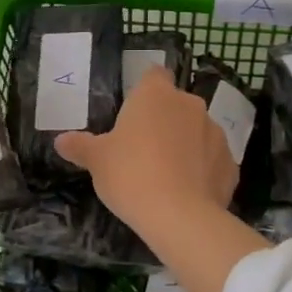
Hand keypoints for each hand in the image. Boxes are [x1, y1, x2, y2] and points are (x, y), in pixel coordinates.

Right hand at [55, 69, 238, 238]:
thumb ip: (81, 146)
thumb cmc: (130, 175)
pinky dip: (203, 170)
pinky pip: (213, 160)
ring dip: (185, 145)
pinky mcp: (231, 163)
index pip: (153, 75)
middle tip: (143, 149)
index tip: (134, 113)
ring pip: (197, 131)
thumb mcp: (97, 161)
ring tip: (167, 175)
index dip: (145, 90)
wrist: (179, 216)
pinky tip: (188, 192)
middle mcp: (189, 104)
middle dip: (164, 121)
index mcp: (156, 94)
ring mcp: (215, 132)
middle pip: (175, 104)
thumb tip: (61, 140)